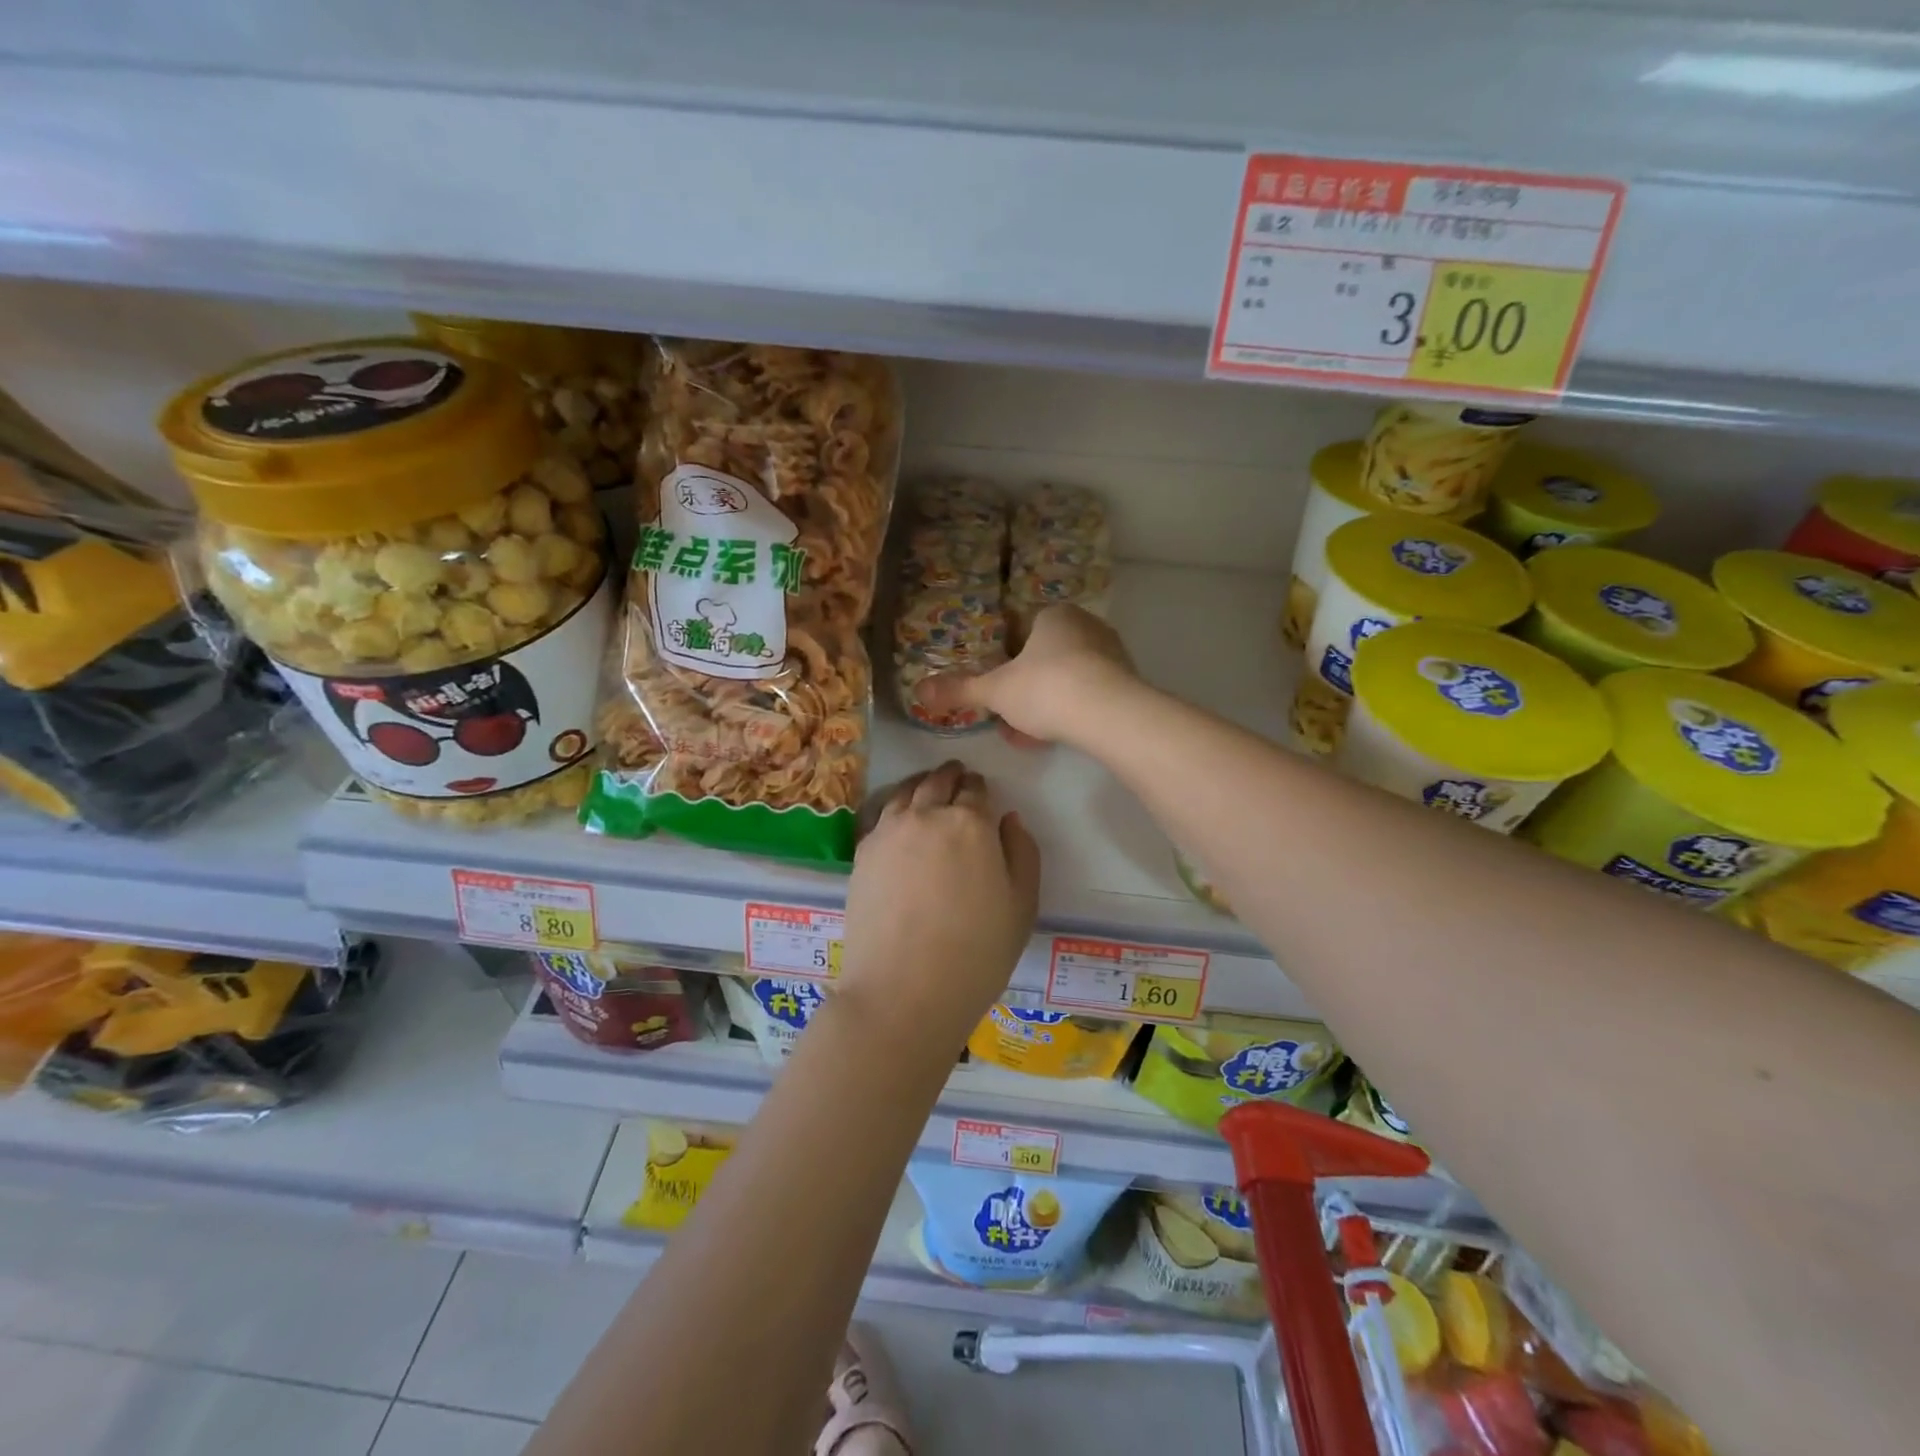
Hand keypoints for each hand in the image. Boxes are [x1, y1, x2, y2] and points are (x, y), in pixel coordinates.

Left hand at [840, 761, 1040, 1049]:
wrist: (905, 989)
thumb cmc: (977, 952)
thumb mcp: (1022, 905)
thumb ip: (1022, 853)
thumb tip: (1008, 819)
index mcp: (970, 823)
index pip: (976, 789)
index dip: (980, 788)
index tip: (981, 790)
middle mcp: (926, 815)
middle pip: (938, 782)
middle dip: (951, 776)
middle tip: (956, 776)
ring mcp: (888, 832)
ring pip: (905, 792)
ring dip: (920, 785)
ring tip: (926, 788)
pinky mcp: (861, 854)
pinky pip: (880, 815)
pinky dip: (894, 807)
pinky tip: (898, 818)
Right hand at [917, 605, 1138, 744]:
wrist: (1109, 713)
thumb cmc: (1045, 688)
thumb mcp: (995, 691)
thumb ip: (959, 689)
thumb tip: (919, 689)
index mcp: (1053, 616)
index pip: (1022, 633)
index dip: (1005, 664)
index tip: (997, 692)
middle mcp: (1085, 626)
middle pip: (1045, 659)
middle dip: (1025, 691)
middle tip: (1010, 720)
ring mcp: (1111, 653)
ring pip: (1066, 680)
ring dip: (1046, 706)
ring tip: (1030, 737)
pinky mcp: (1128, 682)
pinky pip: (1089, 695)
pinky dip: (1071, 714)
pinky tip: (1058, 738)